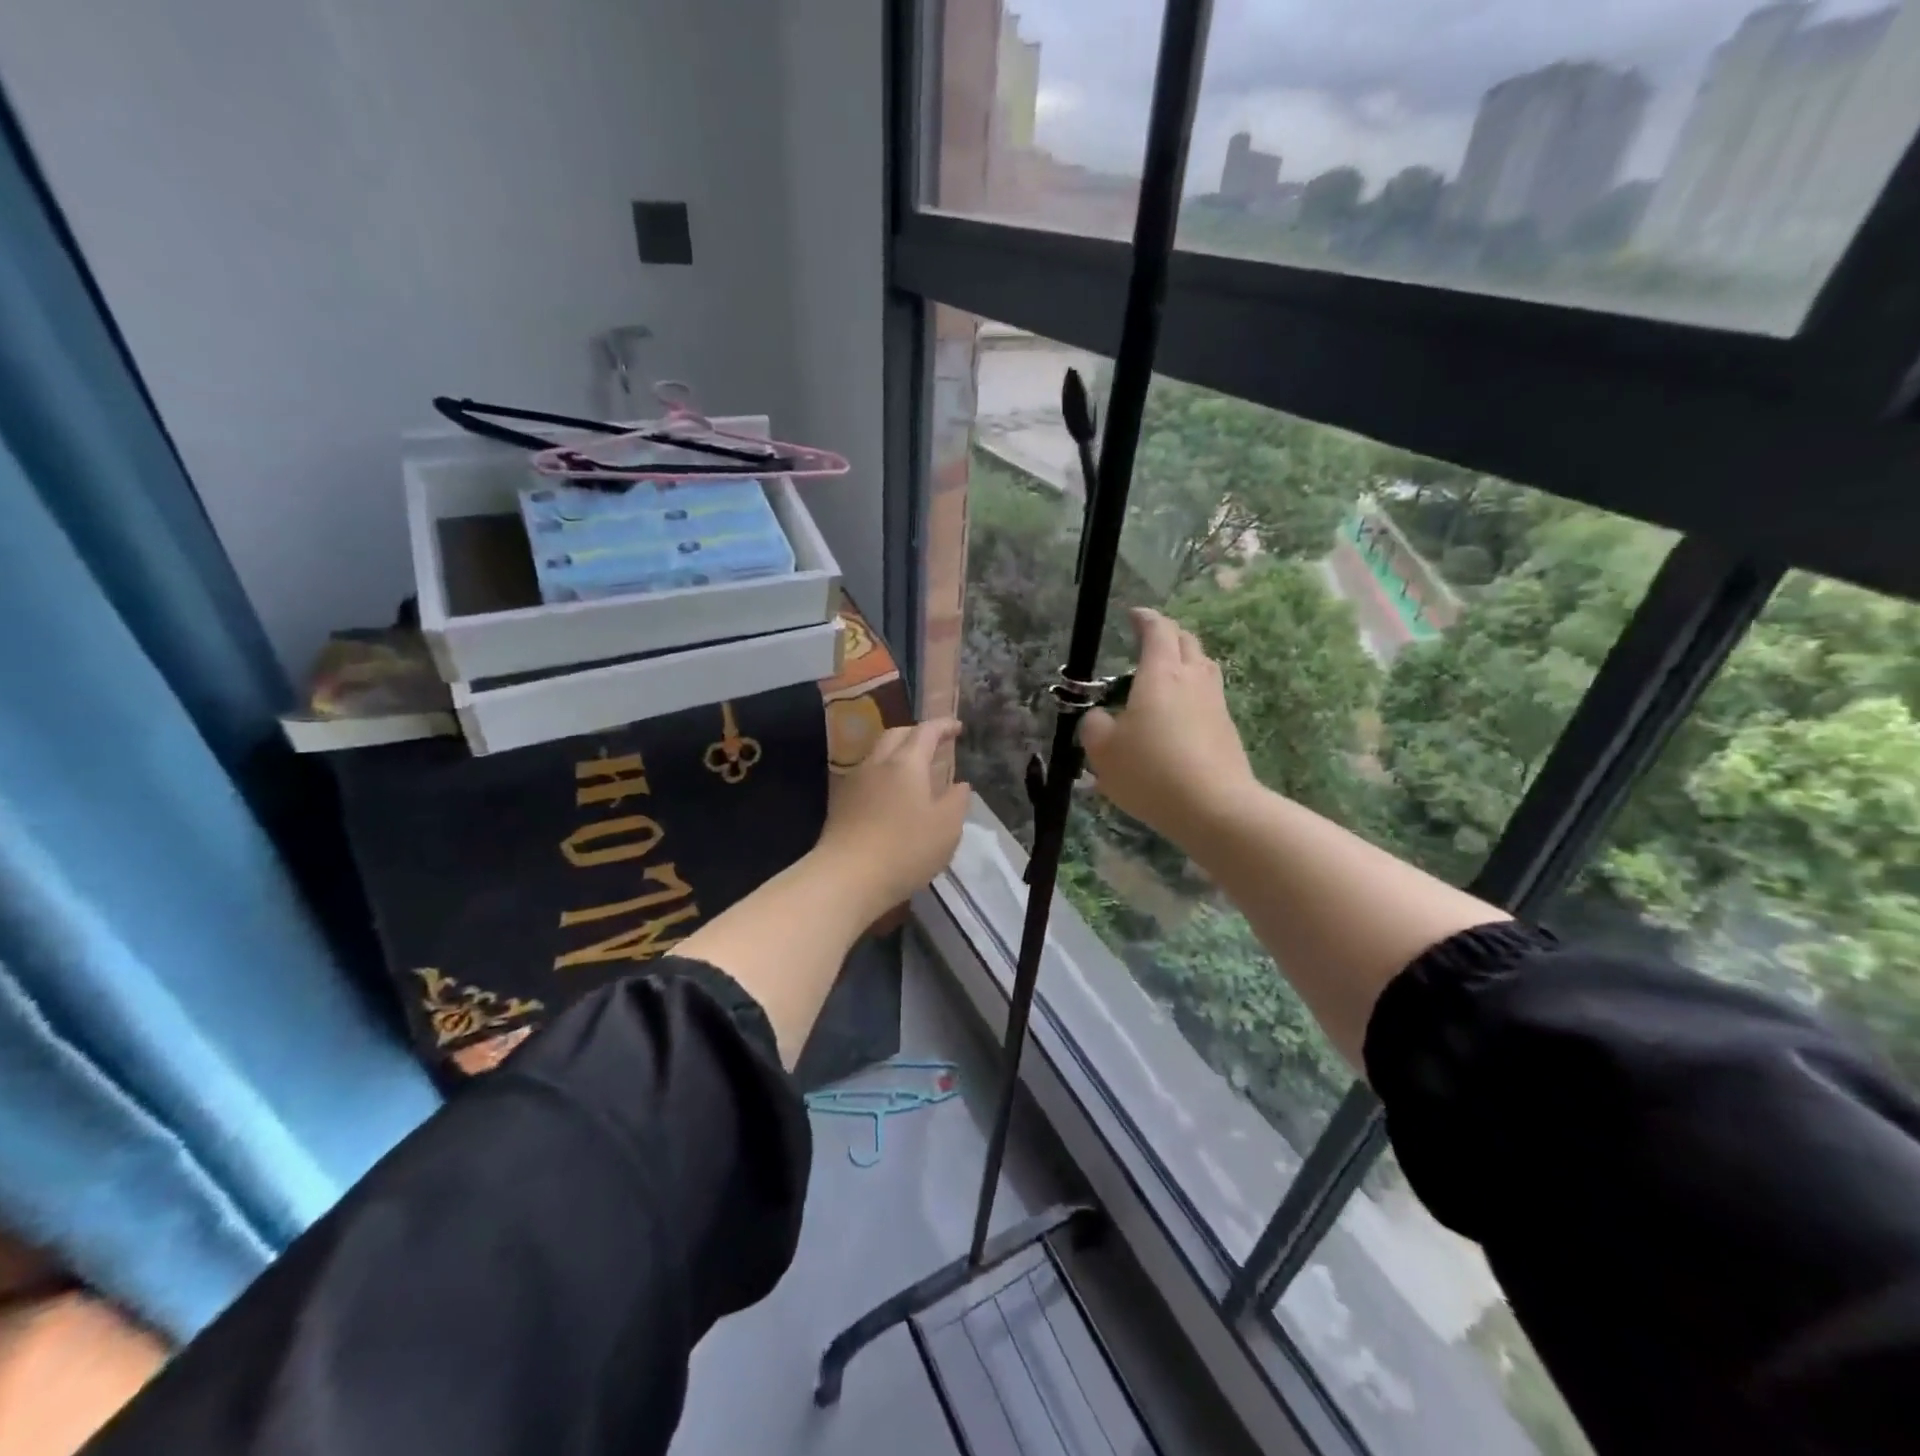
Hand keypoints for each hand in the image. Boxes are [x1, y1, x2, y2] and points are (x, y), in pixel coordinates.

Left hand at [813, 719, 971, 914]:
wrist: (846, 877)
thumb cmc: (905, 848)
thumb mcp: (947, 827)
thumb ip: (957, 801)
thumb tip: (960, 785)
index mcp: (906, 763)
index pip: (926, 732)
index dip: (943, 725)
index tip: (957, 727)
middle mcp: (877, 764)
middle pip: (896, 735)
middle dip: (916, 734)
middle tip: (934, 744)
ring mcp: (854, 783)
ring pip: (877, 755)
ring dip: (897, 755)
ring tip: (913, 772)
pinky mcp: (840, 804)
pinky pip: (866, 777)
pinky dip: (883, 776)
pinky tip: (890, 797)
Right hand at [1079, 608, 1256, 848]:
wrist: (1214, 808)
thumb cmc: (1151, 771)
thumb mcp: (1103, 751)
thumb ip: (1094, 726)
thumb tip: (1099, 717)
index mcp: (1160, 674)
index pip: (1157, 630)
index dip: (1144, 618)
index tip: (1133, 614)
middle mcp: (1192, 679)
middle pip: (1186, 642)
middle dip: (1167, 635)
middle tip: (1148, 642)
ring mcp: (1215, 703)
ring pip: (1203, 667)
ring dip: (1184, 661)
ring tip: (1164, 675)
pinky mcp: (1227, 728)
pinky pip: (1208, 696)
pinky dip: (1191, 693)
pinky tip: (1177, 715)